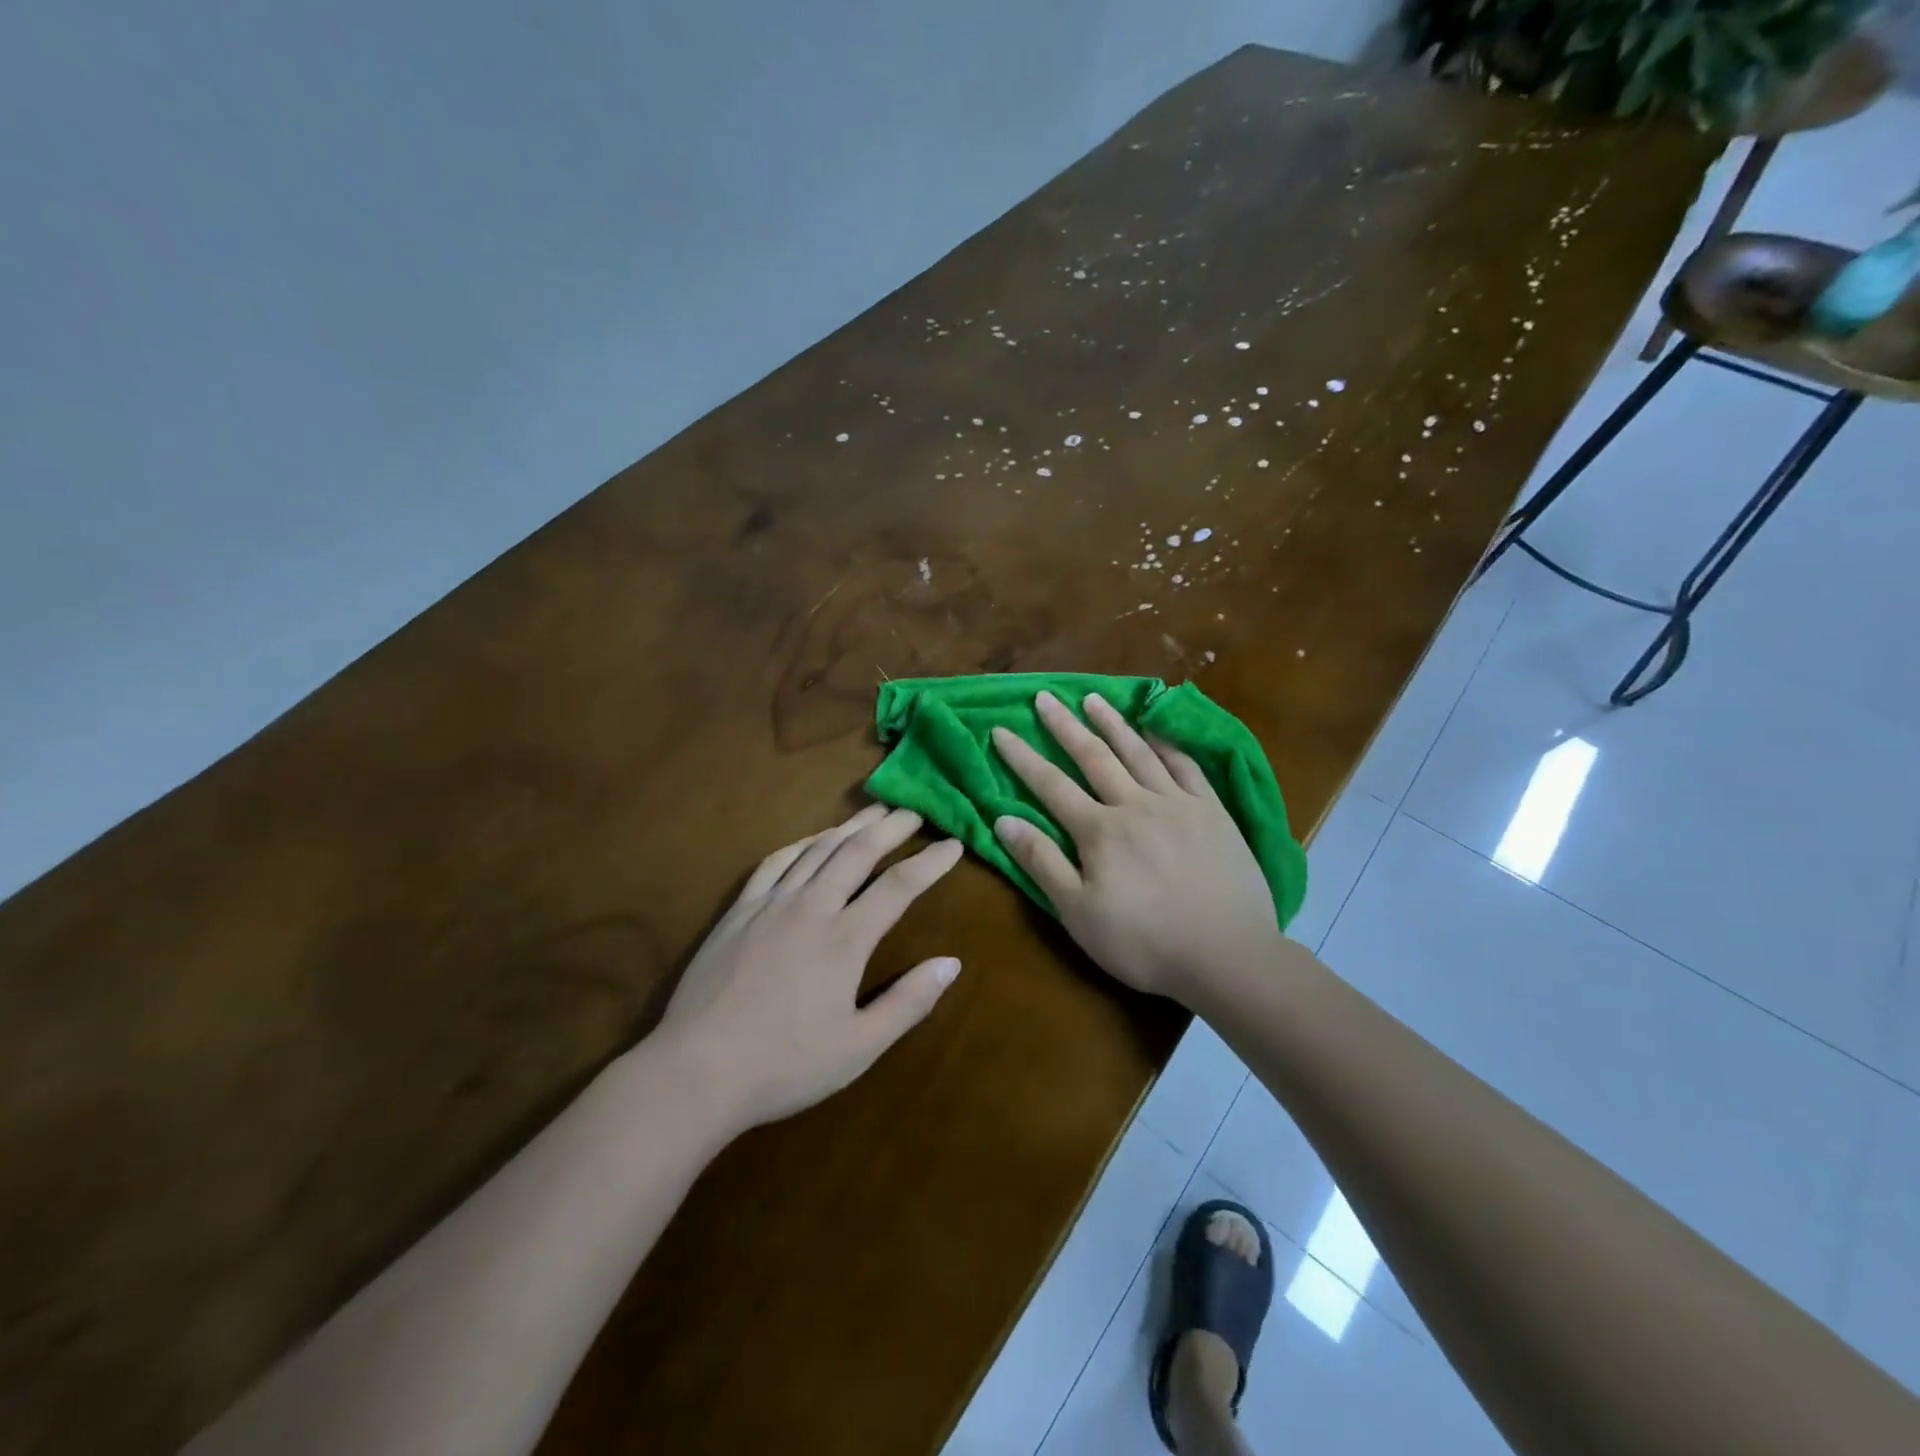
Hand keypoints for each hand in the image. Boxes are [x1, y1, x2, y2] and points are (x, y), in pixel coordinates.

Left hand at [657, 804, 964, 1134]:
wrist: (696, 1072)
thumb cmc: (785, 1065)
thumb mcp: (858, 1048)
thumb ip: (908, 1002)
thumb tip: (952, 963)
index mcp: (844, 940)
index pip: (898, 887)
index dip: (930, 862)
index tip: (953, 845)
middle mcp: (810, 908)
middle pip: (856, 852)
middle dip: (890, 827)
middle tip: (914, 812)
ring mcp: (770, 905)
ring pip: (816, 850)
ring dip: (849, 827)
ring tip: (873, 813)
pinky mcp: (738, 912)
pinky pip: (773, 863)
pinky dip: (800, 844)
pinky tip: (811, 841)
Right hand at [990, 691, 1279, 1003]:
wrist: (1228, 956)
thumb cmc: (1144, 943)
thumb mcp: (1078, 912)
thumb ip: (1041, 862)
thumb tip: (1003, 820)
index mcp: (1099, 831)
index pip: (1050, 785)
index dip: (1022, 757)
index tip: (1000, 730)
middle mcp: (1134, 804)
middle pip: (1093, 756)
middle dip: (1064, 725)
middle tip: (1044, 696)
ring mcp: (1177, 803)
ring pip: (1138, 751)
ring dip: (1112, 722)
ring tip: (1093, 698)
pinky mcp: (1212, 811)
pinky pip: (1185, 765)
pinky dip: (1166, 743)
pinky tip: (1154, 730)